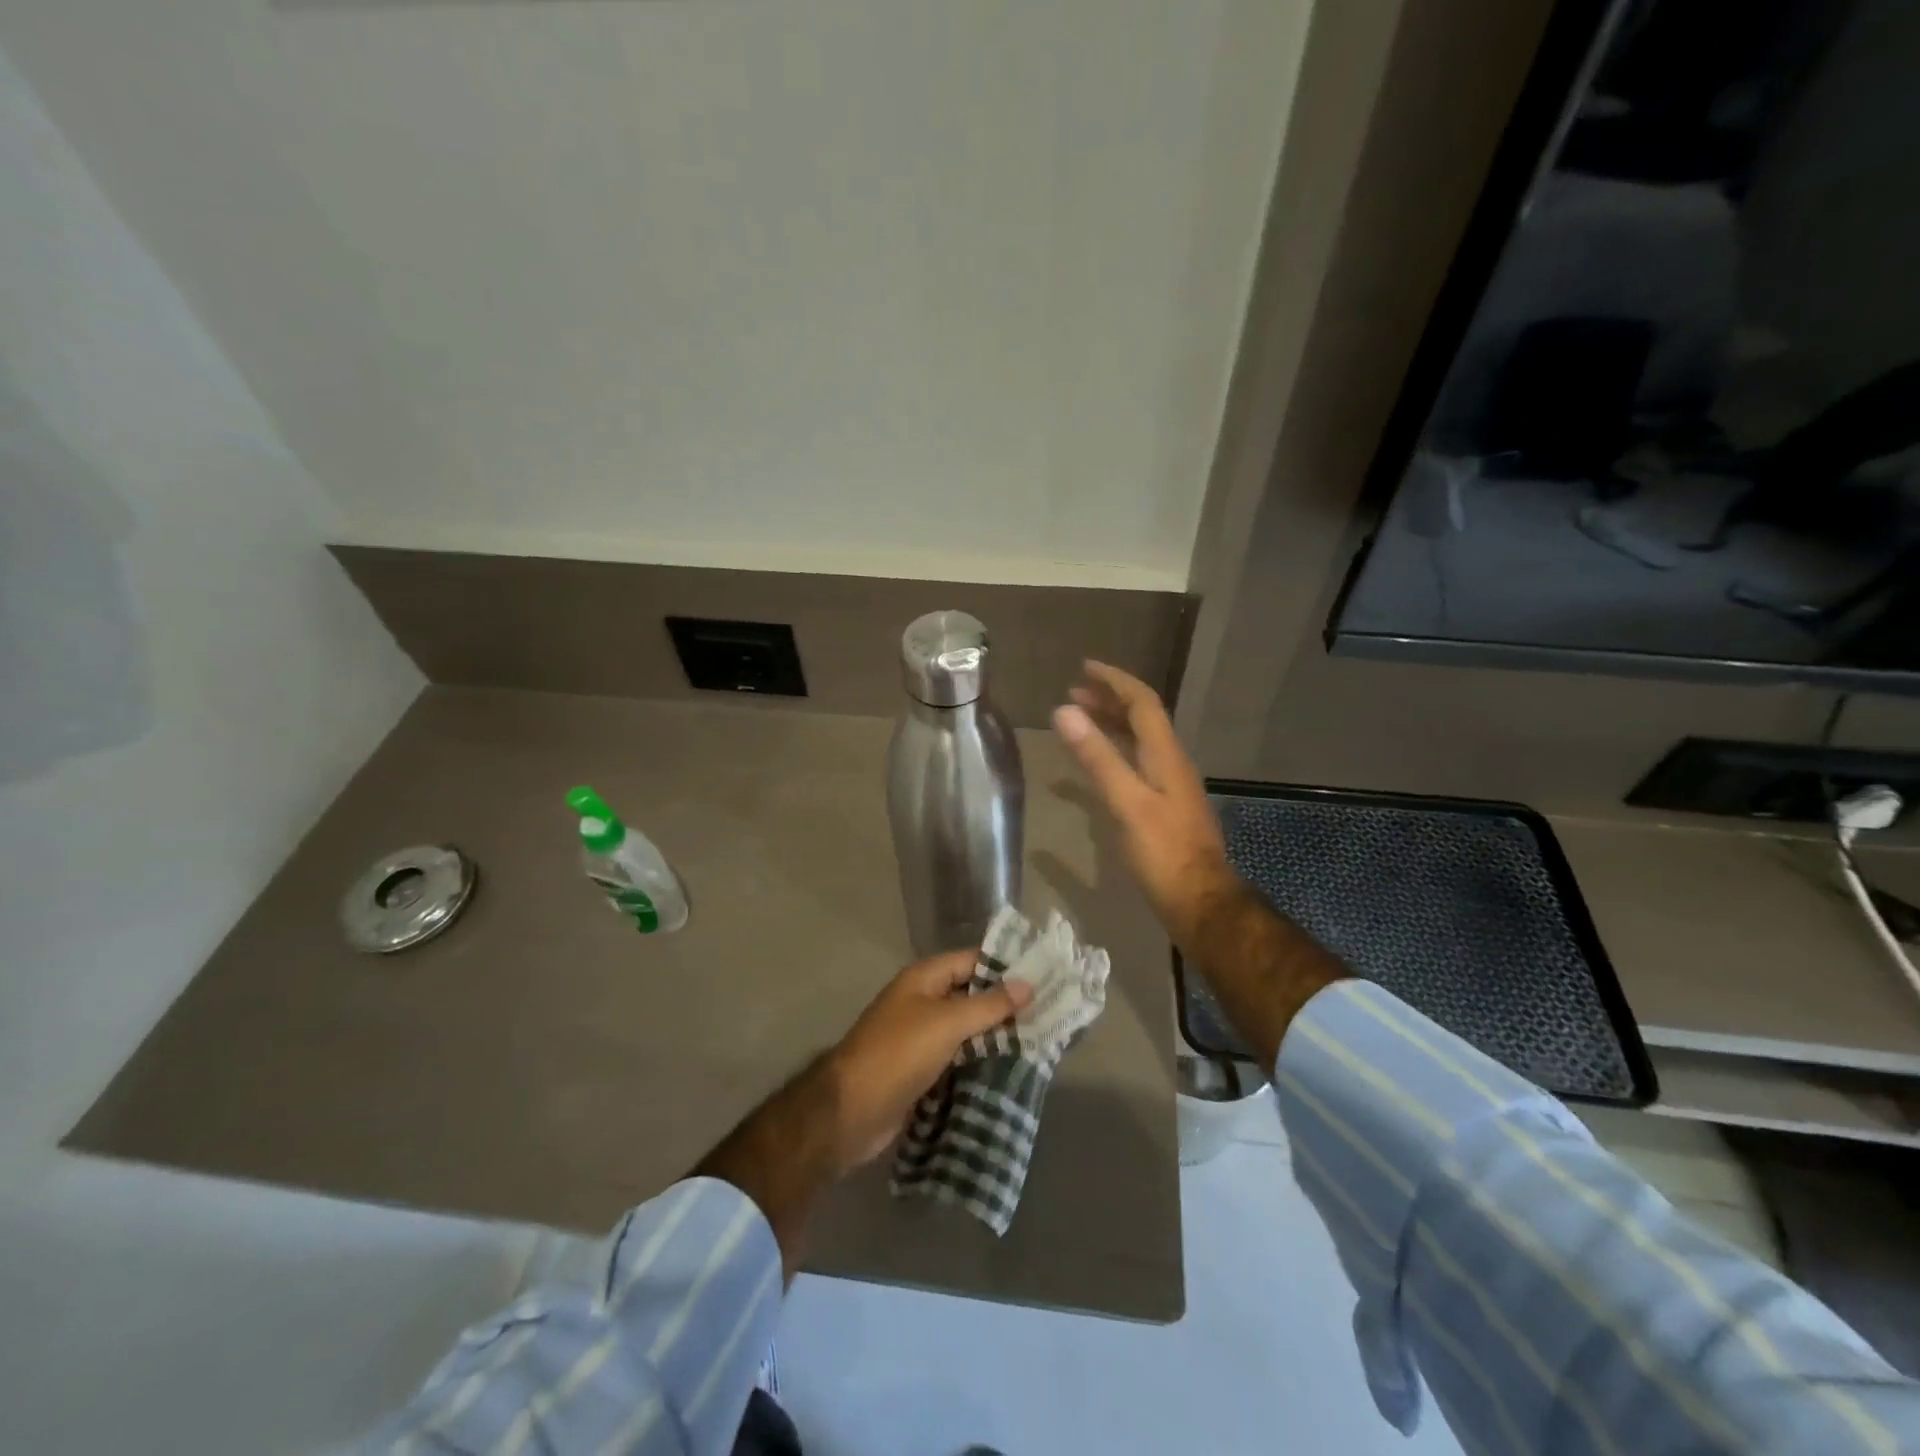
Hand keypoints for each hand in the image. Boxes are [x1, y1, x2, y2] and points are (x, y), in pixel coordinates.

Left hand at [825, 951, 1032, 1170]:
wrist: (852, 1111)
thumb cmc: (899, 1053)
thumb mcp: (947, 1023)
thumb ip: (988, 1004)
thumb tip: (1028, 983)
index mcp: (923, 979)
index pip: (972, 960)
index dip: (1005, 966)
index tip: (1044, 974)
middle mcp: (922, 1001)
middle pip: (970, 994)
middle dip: (1005, 1004)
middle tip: (1050, 1011)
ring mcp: (921, 1037)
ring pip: (967, 1029)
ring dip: (996, 1035)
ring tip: (1041, 1040)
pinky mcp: (922, 1070)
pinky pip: (959, 1057)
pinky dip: (981, 1061)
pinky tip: (1012, 1069)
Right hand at [1052, 661, 1237, 947]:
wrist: (1199, 901)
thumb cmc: (1163, 852)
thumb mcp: (1126, 802)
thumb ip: (1097, 757)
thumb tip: (1064, 711)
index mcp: (1165, 754)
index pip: (1142, 702)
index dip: (1114, 681)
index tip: (1084, 667)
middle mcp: (1171, 762)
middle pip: (1142, 718)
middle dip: (1110, 700)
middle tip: (1074, 693)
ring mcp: (1169, 786)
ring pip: (1140, 741)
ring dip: (1112, 724)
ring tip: (1081, 720)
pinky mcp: (1164, 807)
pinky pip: (1137, 763)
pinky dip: (1114, 752)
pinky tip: (1098, 767)